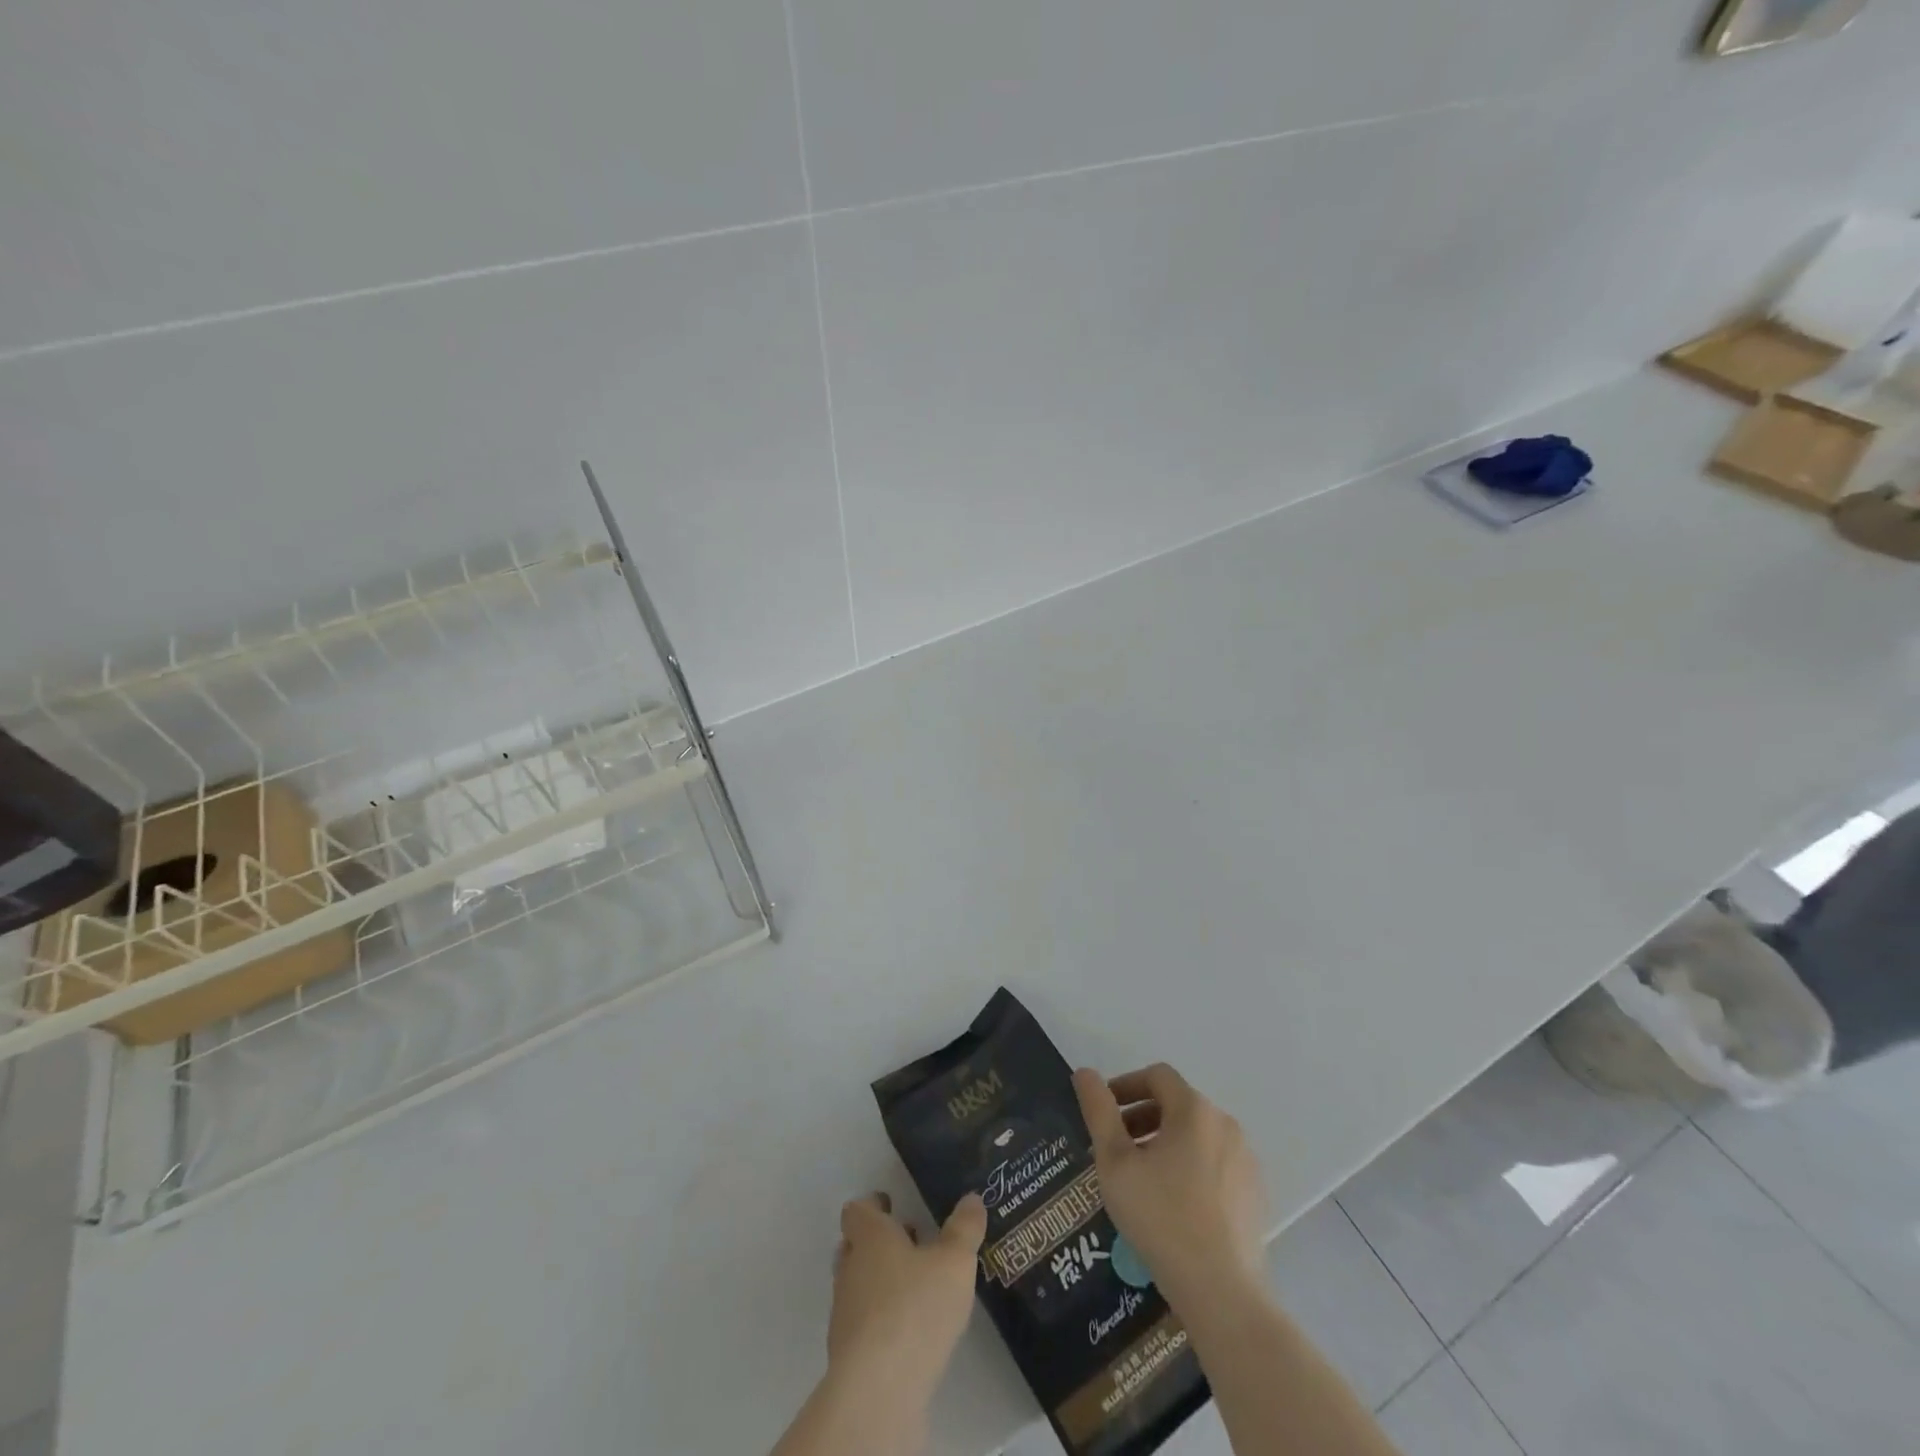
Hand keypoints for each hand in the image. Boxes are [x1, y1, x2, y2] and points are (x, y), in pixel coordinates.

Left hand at [828, 1191, 987, 1415]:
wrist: (879, 1390)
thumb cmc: (915, 1308)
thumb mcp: (954, 1262)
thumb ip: (964, 1229)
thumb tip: (972, 1199)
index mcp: (870, 1237)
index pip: (857, 1211)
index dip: (873, 1206)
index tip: (891, 1205)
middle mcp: (851, 1268)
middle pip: (854, 1246)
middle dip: (879, 1243)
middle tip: (910, 1243)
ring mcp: (845, 1313)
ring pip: (857, 1284)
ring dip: (880, 1281)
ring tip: (916, 1287)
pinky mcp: (849, 1354)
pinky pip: (863, 1323)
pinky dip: (881, 1319)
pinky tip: (909, 1330)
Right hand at [1072, 1064, 1267, 1312]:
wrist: (1223, 1293)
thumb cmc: (1160, 1218)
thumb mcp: (1115, 1162)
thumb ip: (1098, 1111)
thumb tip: (1084, 1072)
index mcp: (1194, 1110)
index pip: (1157, 1076)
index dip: (1126, 1085)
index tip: (1104, 1112)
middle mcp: (1225, 1124)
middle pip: (1178, 1104)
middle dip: (1142, 1117)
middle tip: (1116, 1149)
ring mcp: (1245, 1160)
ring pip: (1197, 1135)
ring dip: (1165, 1142)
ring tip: (1141, 1177)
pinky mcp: (1255, 1194)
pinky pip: (1216, 1163)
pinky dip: (1190, 1166)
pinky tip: (1173, 1204)